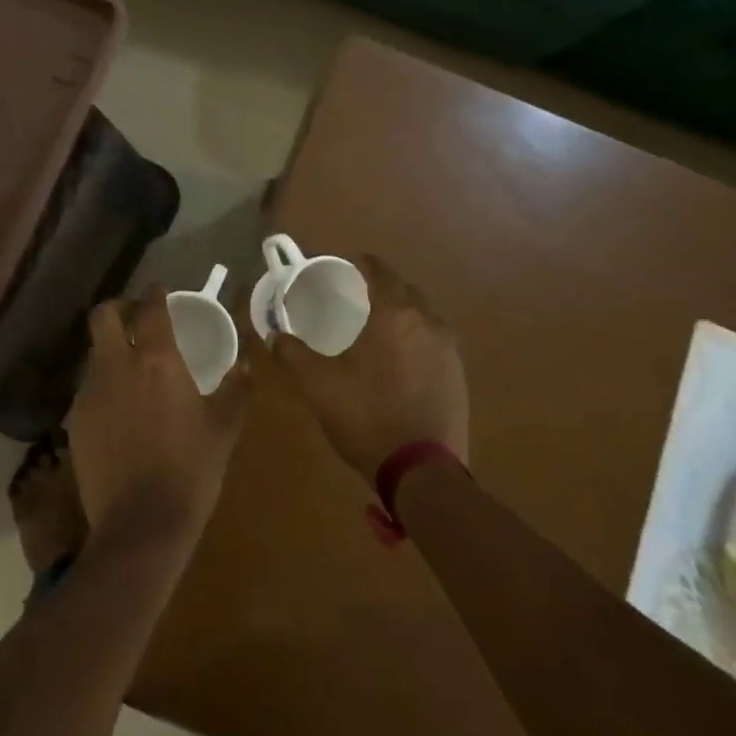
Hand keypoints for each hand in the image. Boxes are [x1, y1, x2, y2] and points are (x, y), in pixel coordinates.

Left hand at [67, 286, 252, 552]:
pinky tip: (120, 407)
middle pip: (103, 316)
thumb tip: (246, 364)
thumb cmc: (190, 470)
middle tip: (138, 318)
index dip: (155, 293)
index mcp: (156, 360)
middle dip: (119, 308)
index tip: (162, 292)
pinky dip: (103, 384)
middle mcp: (117, 366)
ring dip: (111, 349)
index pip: (150, 308)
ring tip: (131, 366)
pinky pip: (88, 388)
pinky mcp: (75, 422)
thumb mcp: (224, 429)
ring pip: (94, 353)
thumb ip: (236, 389)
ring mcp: (90, 394)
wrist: (140, 527)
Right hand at [258, 254, 467, 485]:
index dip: (363, 264)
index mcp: (394, 314)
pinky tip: (404, 359)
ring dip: (405, 312)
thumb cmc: (367, 417)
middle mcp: (427, 322)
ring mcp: (449, 349)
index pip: (381, 271)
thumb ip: (293, 354)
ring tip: (382, 328)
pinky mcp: (459, 375)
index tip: (348, 266)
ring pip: (425, 315)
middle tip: (360, 297)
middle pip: (406, 289)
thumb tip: (275, 334)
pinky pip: (437, 341)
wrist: (423, 471)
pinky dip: (419, 338)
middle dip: (385, 286)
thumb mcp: (318, 386)